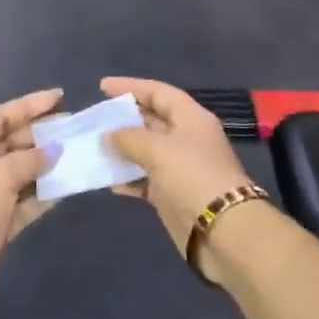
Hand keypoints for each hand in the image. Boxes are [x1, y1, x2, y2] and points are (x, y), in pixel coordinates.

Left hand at [0, 89, 60, 269]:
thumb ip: (30, 159)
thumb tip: (54, 151)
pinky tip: (65, 187)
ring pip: (19, 172)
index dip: (28, 105)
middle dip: (40, 136)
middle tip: (71, 128)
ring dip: (44, 165)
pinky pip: (23, 200)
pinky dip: (41, 194)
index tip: (58, 97)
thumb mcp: (1, 174)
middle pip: (10, 142)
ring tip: (74, 154)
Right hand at [101, 77, 253, 259]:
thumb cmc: (192, 177)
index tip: (102, 87)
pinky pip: (145, 179)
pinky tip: (108, 180)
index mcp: (191, 118)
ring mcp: (180, 167)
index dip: (131, 87)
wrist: (222, 232)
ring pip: (146, 150)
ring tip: (95, 146)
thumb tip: (108, 136)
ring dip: (122, 149)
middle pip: (151, 120)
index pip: (158, 92)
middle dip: (123, 118)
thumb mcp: (158, 150)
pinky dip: (128, 178)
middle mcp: (186, 138)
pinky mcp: (173, 194)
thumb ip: (128, 138)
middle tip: (95, 118)